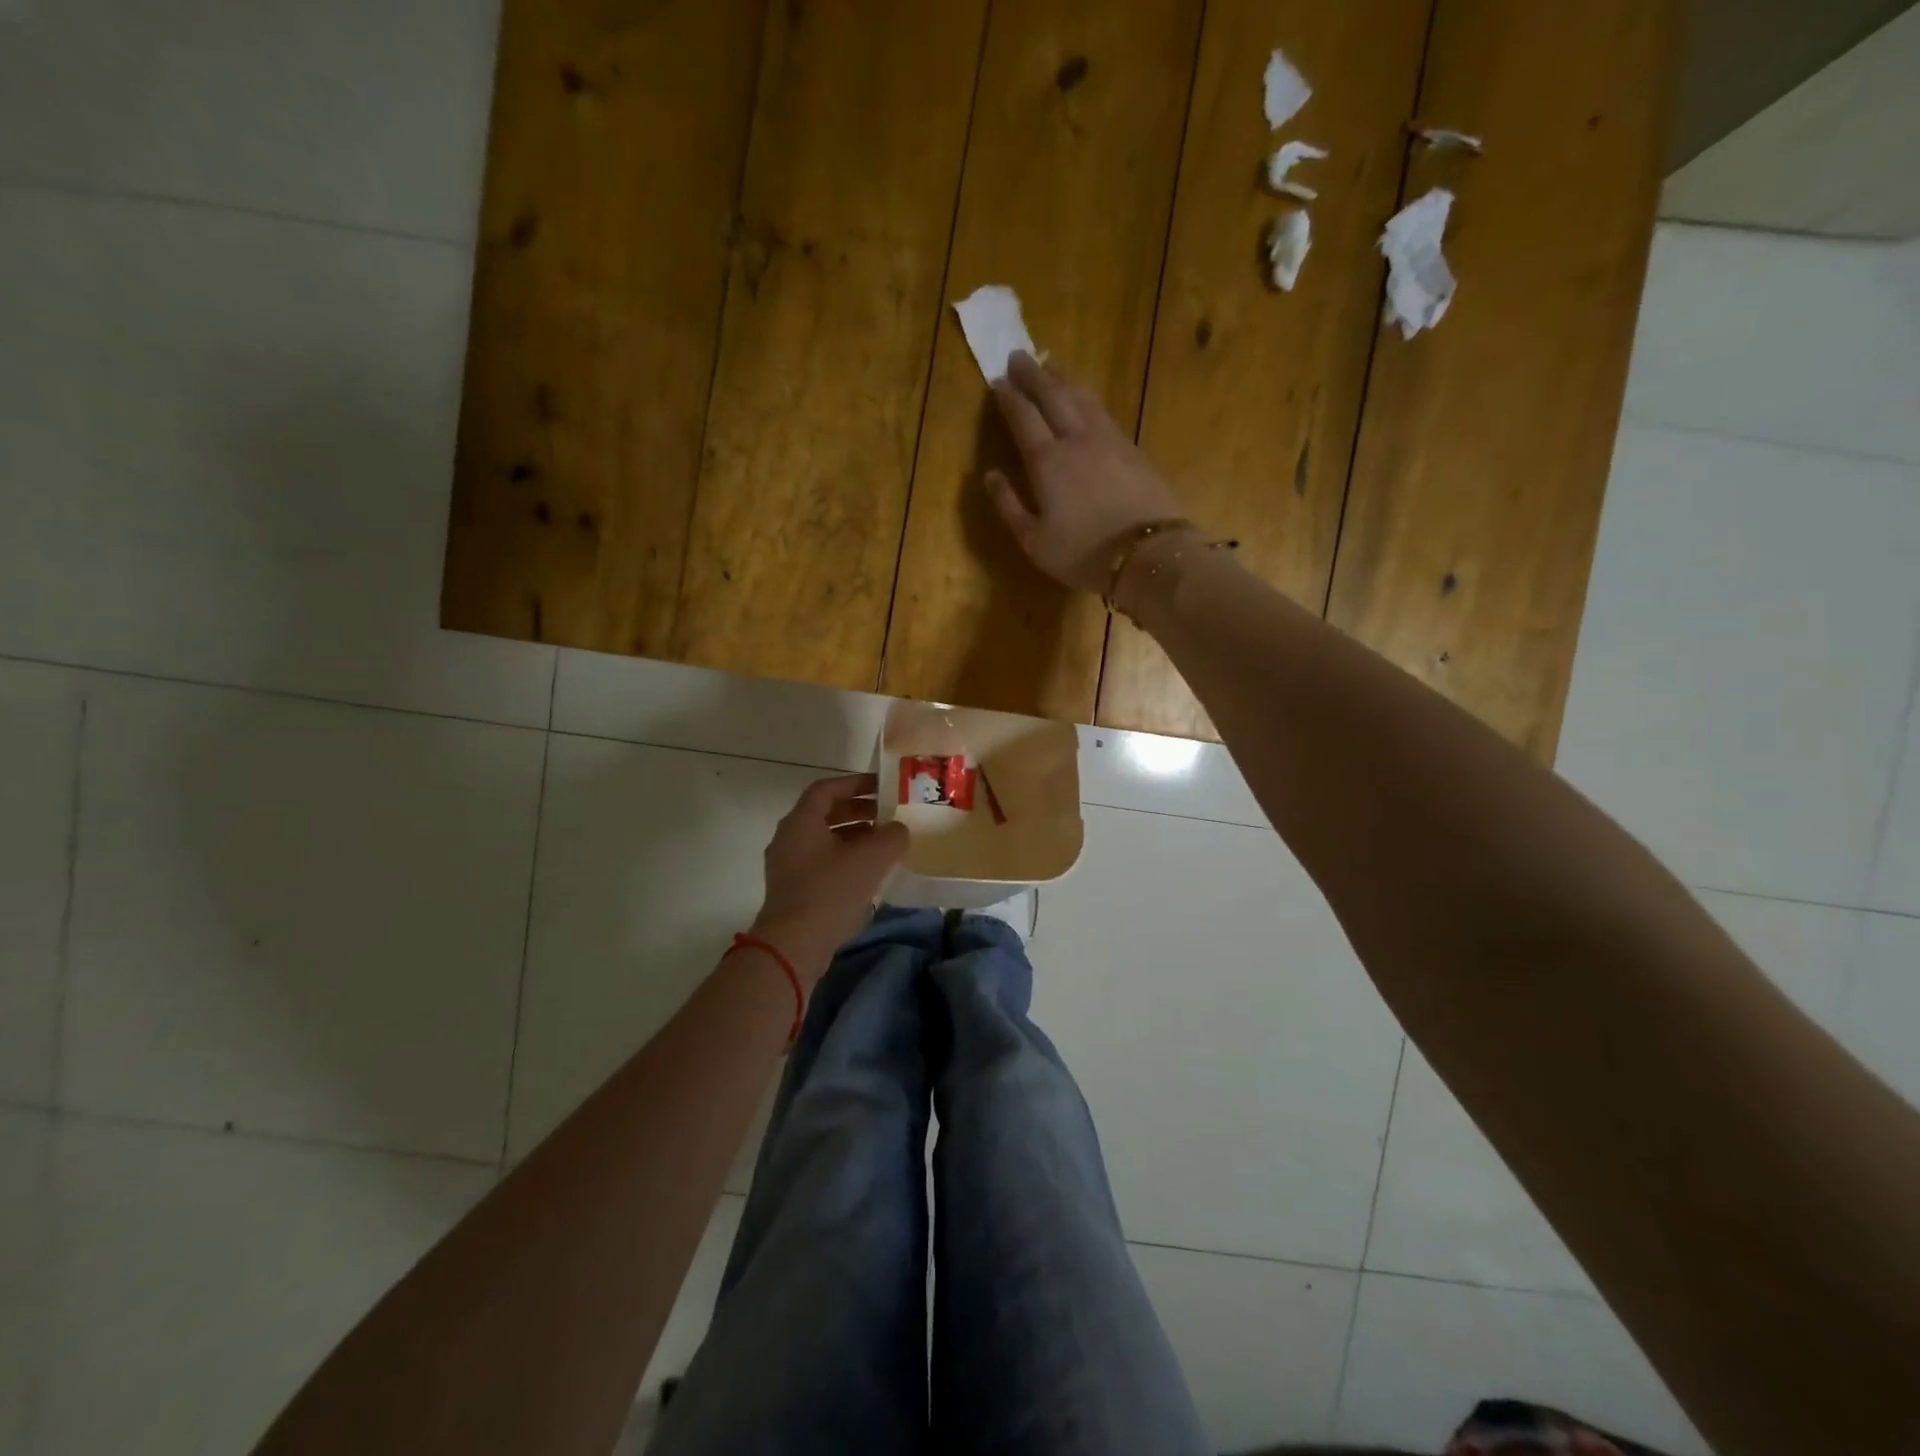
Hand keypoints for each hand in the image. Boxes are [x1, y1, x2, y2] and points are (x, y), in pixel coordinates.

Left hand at [750, 773, 908, 983]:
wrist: (794, 945)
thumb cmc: (830, 891)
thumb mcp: (871, 858)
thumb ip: (891, 836)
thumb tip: (898, 830)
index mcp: (801, 821)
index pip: (827, 788)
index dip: (855, 783)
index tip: (881, 787)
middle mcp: (789, 838)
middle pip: (824, 814)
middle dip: (858, 811)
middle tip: (887, 816)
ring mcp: (787, 866)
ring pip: (824, 840)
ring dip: (854, 837)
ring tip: (883, 845)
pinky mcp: (792, 890)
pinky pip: (821, 863)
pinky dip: (845, 859)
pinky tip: (868, 874)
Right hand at [986, 352, 1187, 594]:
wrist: (1148, 555)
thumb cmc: (1083, 554)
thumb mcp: (1034, 541)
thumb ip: (1009, 505)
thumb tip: (990, 475)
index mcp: (1047, 462)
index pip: (1023, 417)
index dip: (1009, 396)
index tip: (997, 380)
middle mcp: (1076, 439)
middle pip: (1053, 395)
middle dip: (1033, 374)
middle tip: (1018, 356)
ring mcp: (1108, 440)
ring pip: (1081, 396)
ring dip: (1062, 378)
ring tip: (1050, 365)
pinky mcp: (1132, 448)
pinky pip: (1102, 410)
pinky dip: (1087, 396)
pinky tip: (1084, 396)